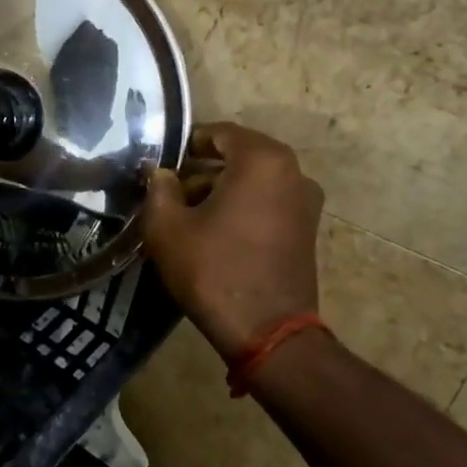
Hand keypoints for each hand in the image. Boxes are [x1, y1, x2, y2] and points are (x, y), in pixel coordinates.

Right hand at [141, 122, 324, 359]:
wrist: (267, 332)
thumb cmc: (214, 270)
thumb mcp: (168, 227)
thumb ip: (159, 189)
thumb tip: (161, 175)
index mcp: (262, 160)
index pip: (220, 133)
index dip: (188, 144)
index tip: (163, 163)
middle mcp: (292, 172)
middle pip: (239, 156)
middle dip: (203, 169)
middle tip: (171, 189)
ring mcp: (305, 202)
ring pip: (254, 180)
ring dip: (222, 189)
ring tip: (188, 213)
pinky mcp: (307, 229)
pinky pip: (268, 202)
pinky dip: (242, 206)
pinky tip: (214, 231)